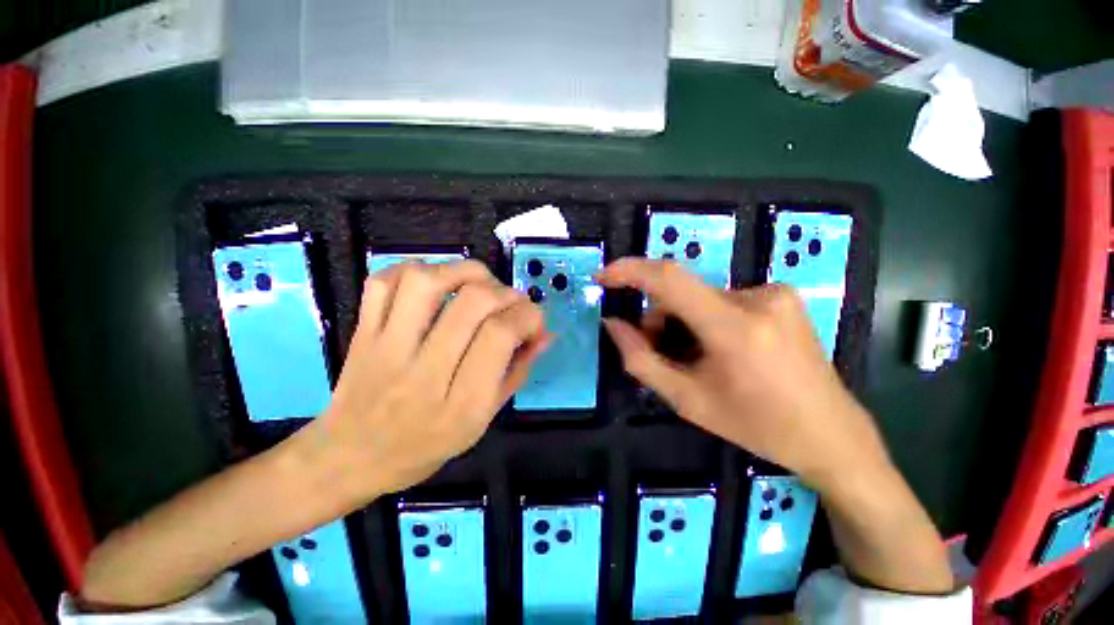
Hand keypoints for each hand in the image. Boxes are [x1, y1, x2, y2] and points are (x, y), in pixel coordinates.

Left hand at [301, 260, 549, 501]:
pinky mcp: (363, 332)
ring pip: (427, 282)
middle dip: (506, 293)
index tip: (534, 322)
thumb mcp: (483, 420)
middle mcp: (424, 372)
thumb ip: (517, 372)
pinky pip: (384, 282)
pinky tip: (435, 284)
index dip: (528, 316)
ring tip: (479, 284)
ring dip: (465, 272)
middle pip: (473, 302)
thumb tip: (546, 334)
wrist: (352, 457)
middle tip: (511, 304)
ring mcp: (386, 347)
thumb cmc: (426, 445)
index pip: (501, 335)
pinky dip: (415, 270)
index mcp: (461, 404)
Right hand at [597, 259, 889, 488]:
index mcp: (735, 328)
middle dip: (658, 316)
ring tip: (694, 355)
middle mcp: (758, 298)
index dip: (630, 271)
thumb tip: (613, 324)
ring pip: (700, 296)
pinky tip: (720, 347)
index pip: (670, 279)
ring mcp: (775, 293)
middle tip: (658, 349)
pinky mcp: (782, 295)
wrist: (831, 434)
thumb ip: (641, 360)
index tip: (604, 276)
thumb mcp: (688, 401)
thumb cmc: (756, 426)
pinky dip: (706, 318)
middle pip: (681, 292)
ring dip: (683, 319)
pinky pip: (722, 298)